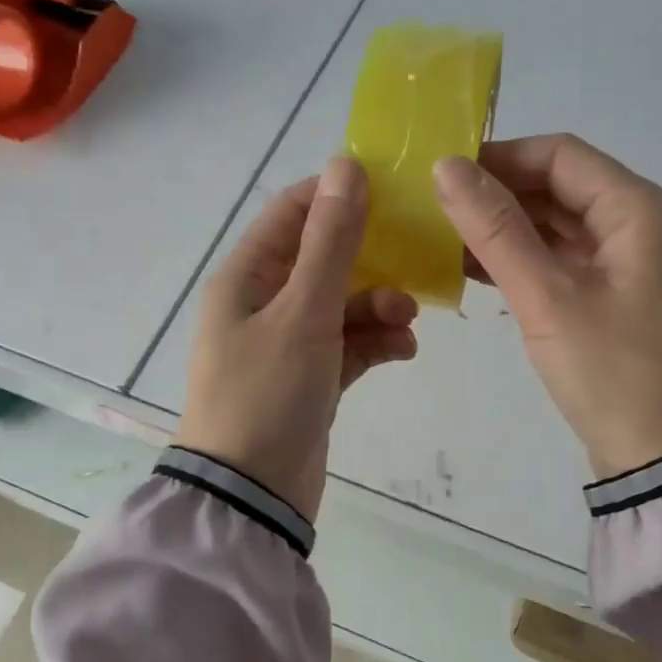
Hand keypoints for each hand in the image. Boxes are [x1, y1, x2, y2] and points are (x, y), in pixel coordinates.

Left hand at [179, 157, 418, 520]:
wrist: (252, 496)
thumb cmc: (268, 394)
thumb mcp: (303, 312)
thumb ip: (330, 242)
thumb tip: (345, 165)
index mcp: (245, 277)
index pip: (291, 212)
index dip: (338, 195)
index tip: (392, 192)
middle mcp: (261, 303)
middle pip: (323, 258)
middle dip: (371, 260)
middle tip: (415, 262)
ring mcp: (285, 343)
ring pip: (341, 304)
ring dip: (378, 305)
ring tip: (408, 322)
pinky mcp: (309, 378)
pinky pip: (347, 345)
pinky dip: (375, 343)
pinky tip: (403, 351)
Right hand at [432, 133, 661, 478]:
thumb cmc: (612, 373)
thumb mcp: (547, 297)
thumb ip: (496, 229)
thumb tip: (445, 167)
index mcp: (642, 211)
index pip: (562, 155)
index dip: (500, 157)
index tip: (443, 173)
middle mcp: (644, 225)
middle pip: (562, 187)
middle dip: (500, 194)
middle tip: (436, 208)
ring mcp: (633, 263)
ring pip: (561, 225)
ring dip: (508, 228)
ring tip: (445, 238)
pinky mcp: (619, 297)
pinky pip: (565, 260)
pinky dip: (524, 260)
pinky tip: (476, 269)